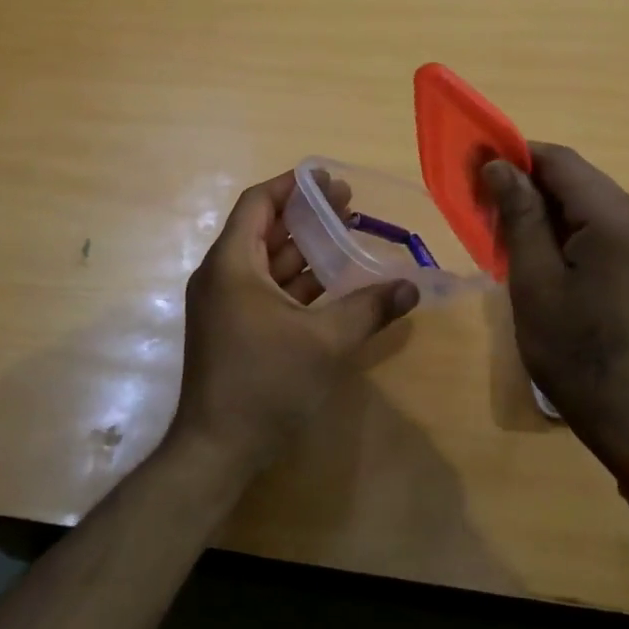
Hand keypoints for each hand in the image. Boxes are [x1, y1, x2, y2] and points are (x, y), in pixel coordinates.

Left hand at [172, 170, 419, 473]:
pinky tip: (332, 282)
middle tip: (349, 204)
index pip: (258, 204)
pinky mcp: (234, 329)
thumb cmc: (265, 382)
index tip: (327, 179)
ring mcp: (226, 305)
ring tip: (347, 235)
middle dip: (306, 215)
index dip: (292, 186)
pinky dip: (297, 281)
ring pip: (268, 262)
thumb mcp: (325, 342)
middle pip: (265, 230)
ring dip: (305, 249)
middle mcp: (223, 277)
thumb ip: (369, 309)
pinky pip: (267, 290)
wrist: (217, 450)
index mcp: (233, 265)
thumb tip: (411, 287)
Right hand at [482, 144, 628, 473]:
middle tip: (483, 204)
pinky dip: (567, 226)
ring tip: (505, 230)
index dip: (515, 155)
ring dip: (545, 206)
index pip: (560, 161)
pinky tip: (541, 249)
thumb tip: (497, 164)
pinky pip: (603, 224)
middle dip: (527, 183)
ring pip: (588, 200)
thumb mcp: (534, 281)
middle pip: (577, 178)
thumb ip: (518, 215)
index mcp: (618, 219)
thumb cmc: (575, 352)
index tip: (474, 166)